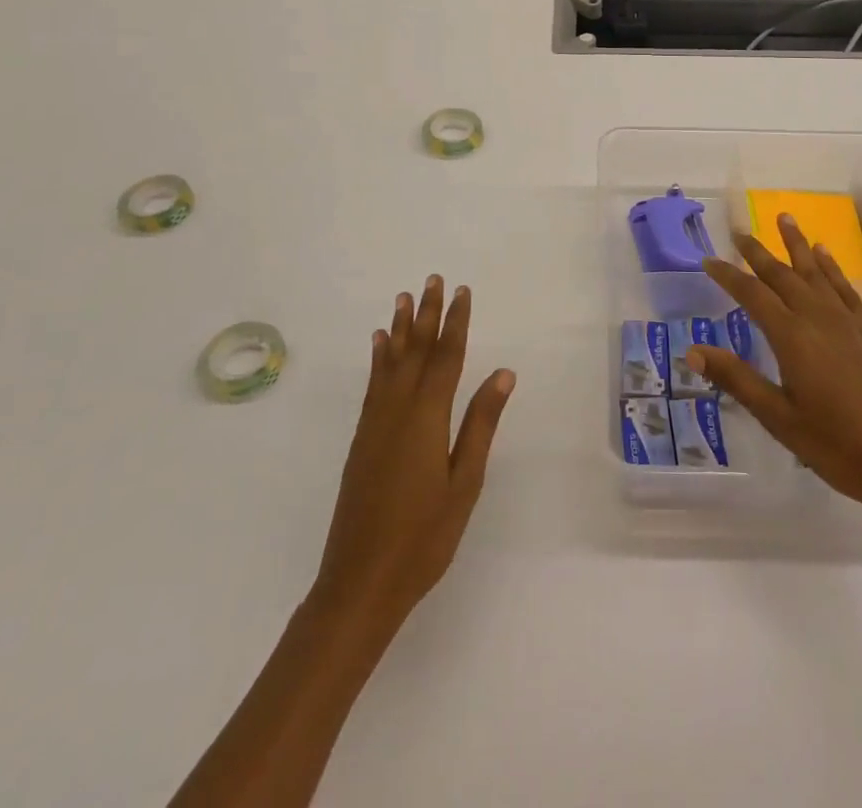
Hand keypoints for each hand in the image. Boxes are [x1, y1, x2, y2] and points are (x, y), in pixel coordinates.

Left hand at [312, 277, 515, 635]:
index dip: (455, 322)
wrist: (359, 582)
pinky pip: (372, 385)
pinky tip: (377, 345)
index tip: (462, 291)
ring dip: (399, 328)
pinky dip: (377, 359)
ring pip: (389, 363)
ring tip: (403, 298)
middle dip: (426, 314)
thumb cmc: (424, 538)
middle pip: (415, 351)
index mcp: (427, 418)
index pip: (446, 357)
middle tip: (432, 279)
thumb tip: (502, 373)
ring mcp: (374, 424)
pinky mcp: (361, 439)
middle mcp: (397, 410)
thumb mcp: (464, 483)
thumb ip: (481, 424)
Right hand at [688, 215, 861, 523]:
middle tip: (738, 230)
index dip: (728, 275)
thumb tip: (692, 351)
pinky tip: (825, 256)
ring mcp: (847, 323)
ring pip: (816, 272)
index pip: (752, 295)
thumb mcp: (778, 418)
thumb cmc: (838, 446)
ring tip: (784, 217)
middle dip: (758, 252)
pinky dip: (832, 267)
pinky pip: (844, 288)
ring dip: (797, 245)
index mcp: (792, 337)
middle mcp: (818, 319)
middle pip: (782, 275)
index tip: (708, 260)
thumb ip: (736, 380)